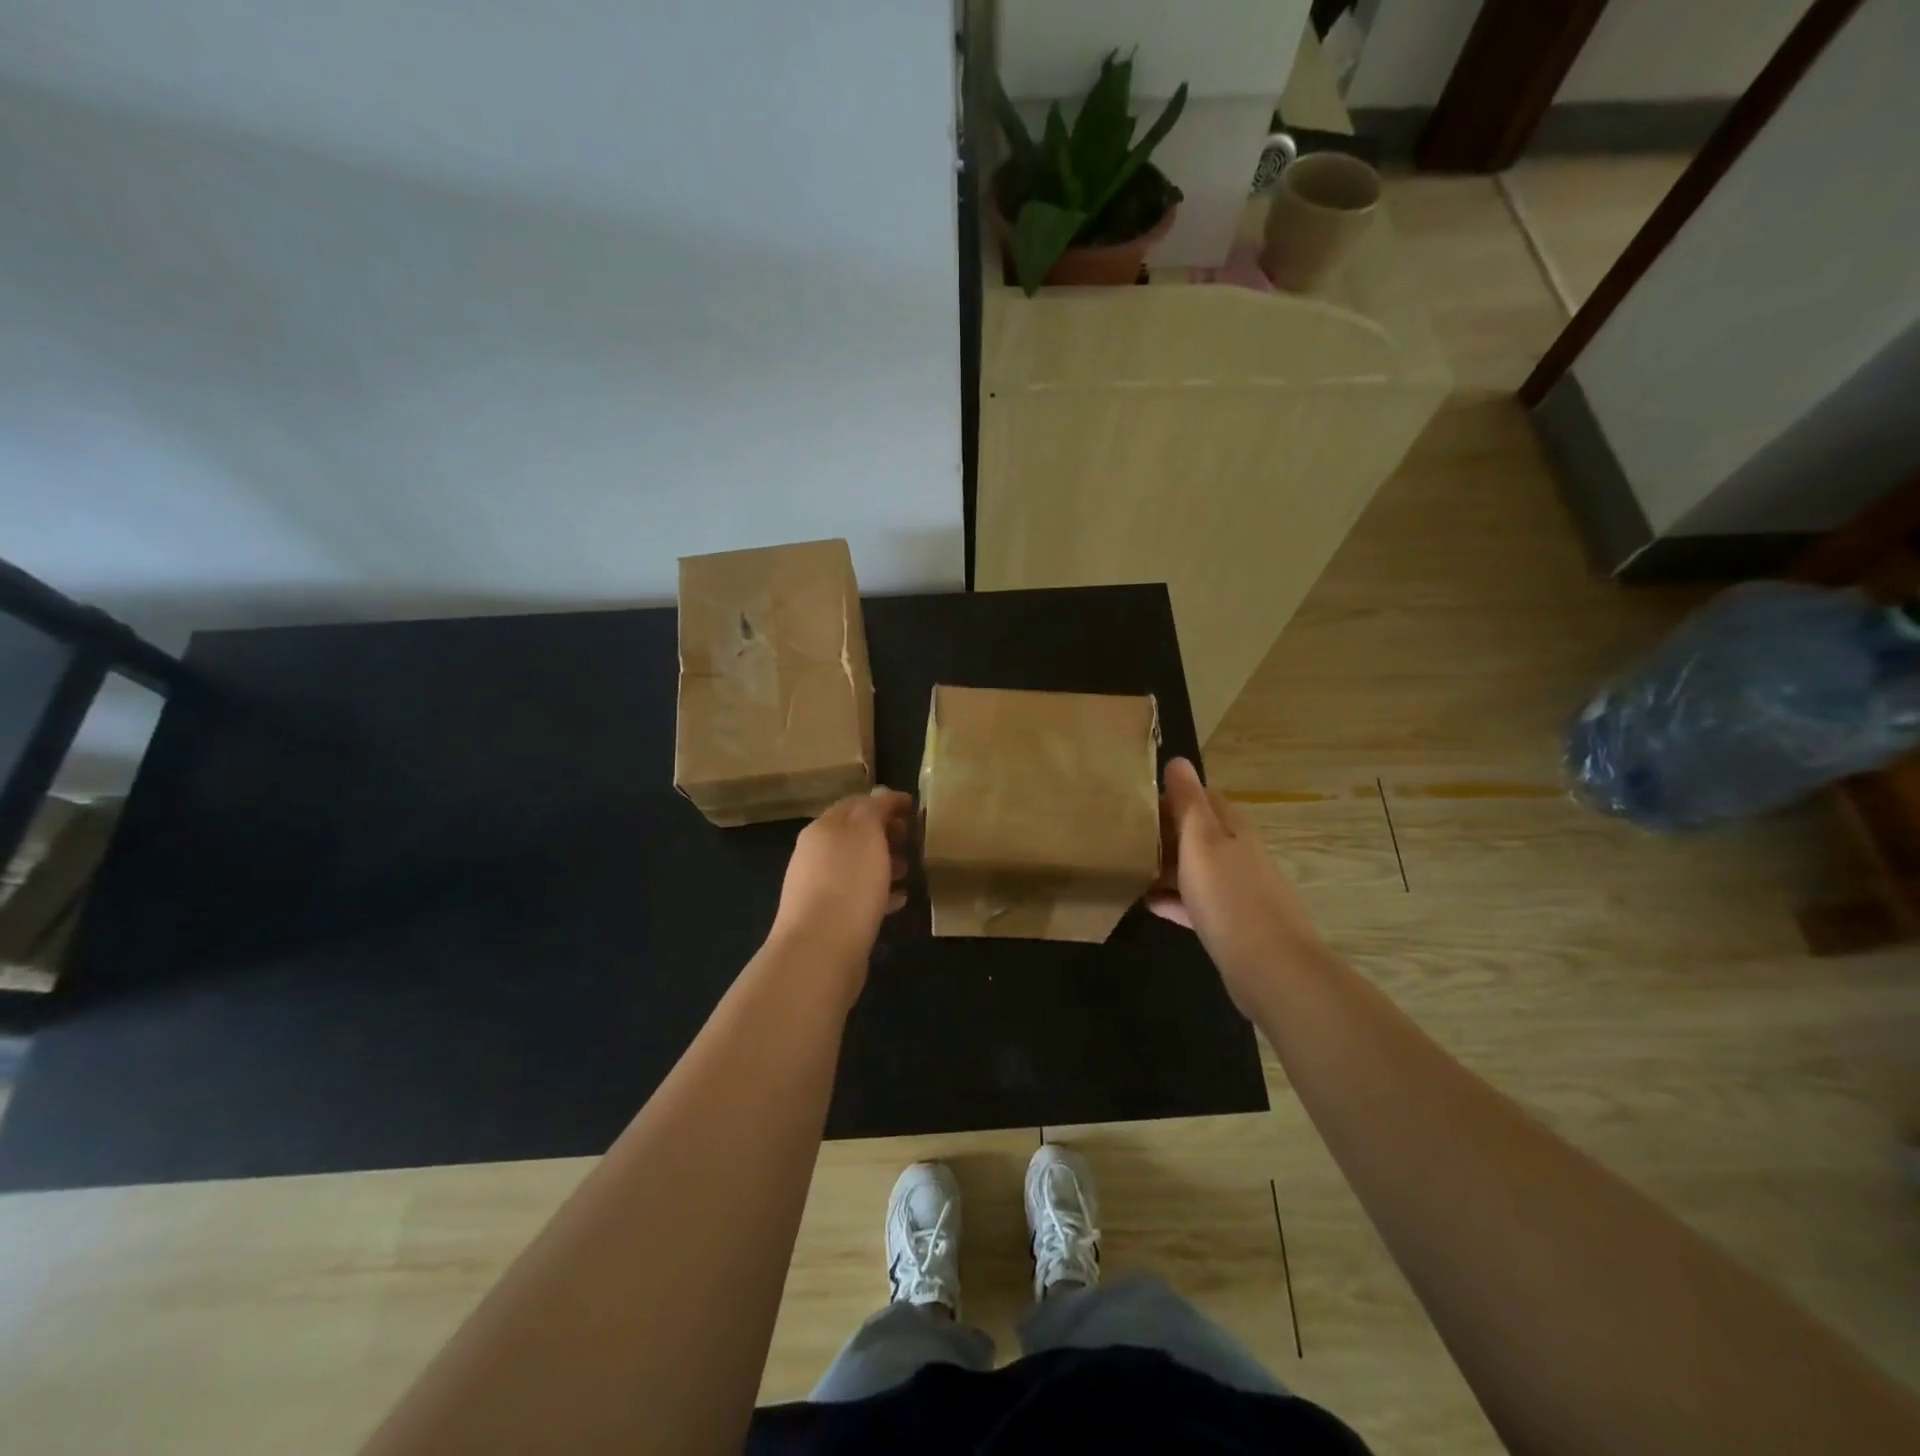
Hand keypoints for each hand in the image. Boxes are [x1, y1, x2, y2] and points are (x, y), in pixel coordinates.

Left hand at [770, 787, 913, 976]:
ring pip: (857, 866)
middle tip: (913, 840)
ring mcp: (818, 888)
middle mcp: (815, 854)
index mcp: (823, 828)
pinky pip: (858, 896)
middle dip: (885, 833)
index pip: (856, 803)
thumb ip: (875, 809)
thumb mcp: (866, 833)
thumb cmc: (848, 883)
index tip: (914, 808)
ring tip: (909, 870)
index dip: (885, 802)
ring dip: (884, 863)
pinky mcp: (829, 919)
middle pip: (855, 835)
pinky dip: (880, 892)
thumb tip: (881, 794)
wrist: (819, 950)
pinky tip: (899, 901)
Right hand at [1148, 758, 1321, 1014]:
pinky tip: (1148, 903)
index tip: (1136, 808)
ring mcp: (1237, 889)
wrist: (1271, 968)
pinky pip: (1196, 902)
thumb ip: (1188, 802)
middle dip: (1164, 833)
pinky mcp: (1232, 923)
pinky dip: (1174, 899)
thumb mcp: (1201, 841)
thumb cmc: (1229, 896)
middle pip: (1198, 833)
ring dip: (1166, 867)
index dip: (1170, 798)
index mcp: (1233, 827)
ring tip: (1129, 869)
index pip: (1202, 797)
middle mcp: (1239, 853)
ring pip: (1196, 868)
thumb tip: (1178, 759)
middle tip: (1125, 839)